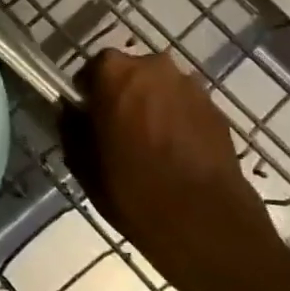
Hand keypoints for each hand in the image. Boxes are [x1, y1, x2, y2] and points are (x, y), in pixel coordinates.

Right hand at [61, 49, 289, 290]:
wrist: (205, 223)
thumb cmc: (132, 189)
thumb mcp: (82, 163)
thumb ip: (71, 127)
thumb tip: (71, 111)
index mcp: (115, 73)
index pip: (93, 67)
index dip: (89, 91)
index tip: (88, 116)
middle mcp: (155, 68)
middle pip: (131, 74)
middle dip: (123, 95)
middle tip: (116, 130)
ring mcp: (192, 88)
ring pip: (161, 90)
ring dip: (152, 107)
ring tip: (148, 145)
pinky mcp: (218, 112)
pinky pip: (185, 108)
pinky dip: (177, 122)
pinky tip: (174, 155)